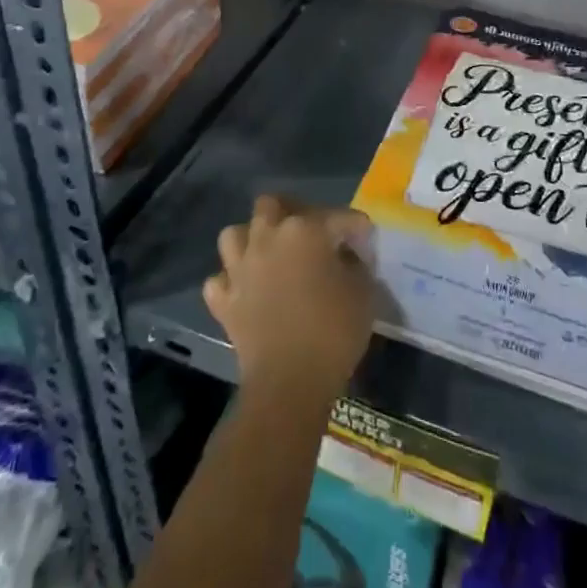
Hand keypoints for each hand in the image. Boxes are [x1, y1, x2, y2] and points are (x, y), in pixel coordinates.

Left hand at [205, 195, 374, 402]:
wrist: (289, 383)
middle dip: (292, 213)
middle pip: (273, 204)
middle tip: (311, 236)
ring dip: (252, 240)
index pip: (338, 217)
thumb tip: (348, 258)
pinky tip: (245, 291)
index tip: (366, 242)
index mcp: (305, 229)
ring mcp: (240, 267)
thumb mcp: (364, 294)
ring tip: (270, 255)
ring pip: (235, 234)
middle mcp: (267, 237)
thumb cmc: (333, 333)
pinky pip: (220, 279)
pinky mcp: (223, 299)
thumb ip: (357, 265)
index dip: (357, 228)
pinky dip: (231, 281)